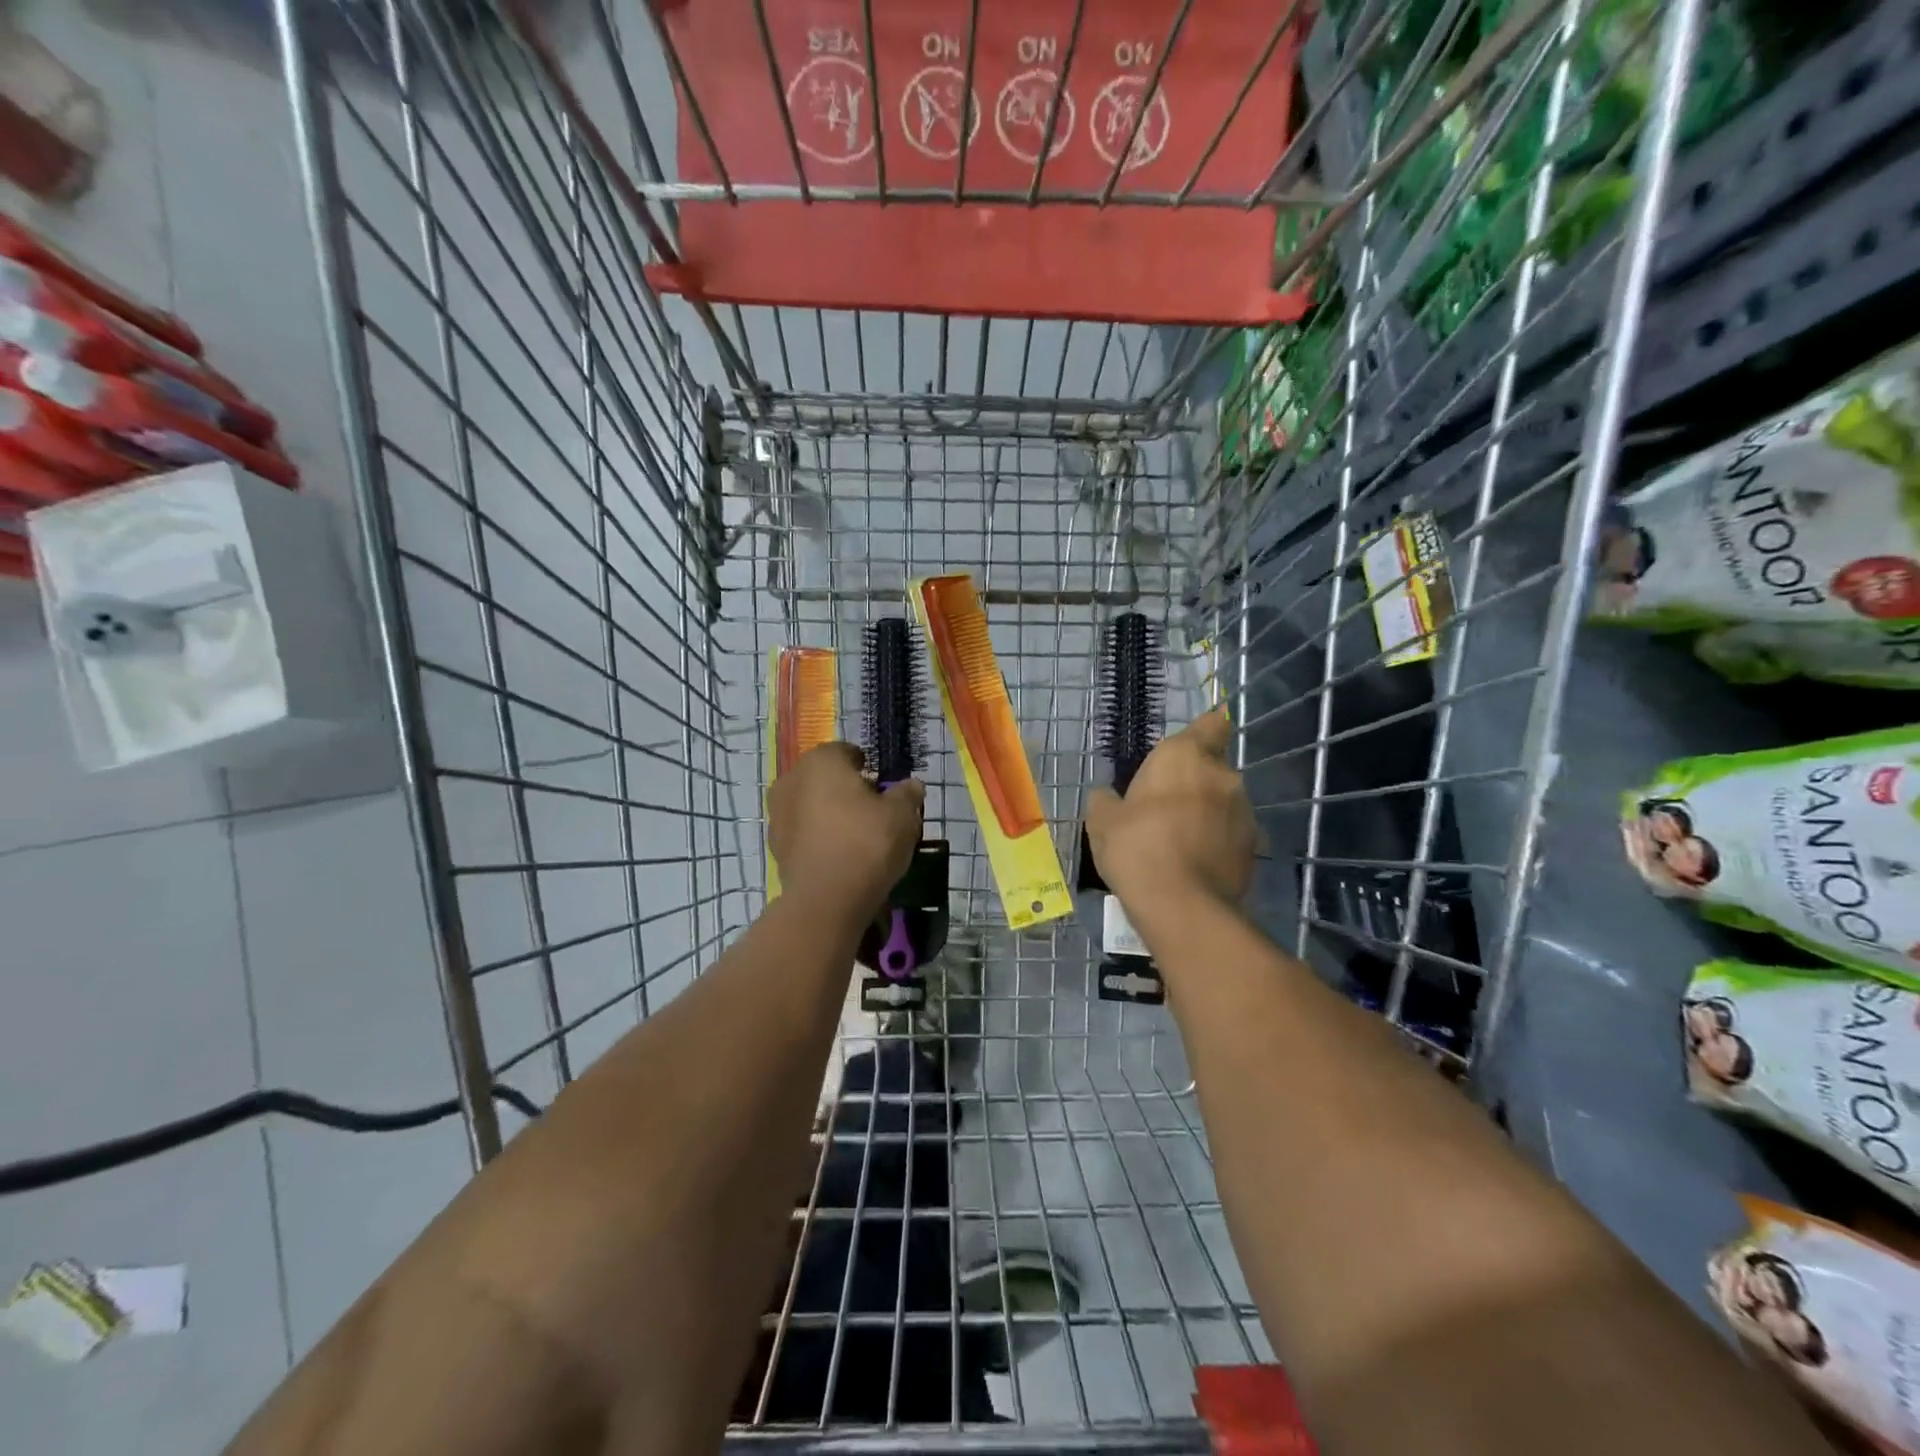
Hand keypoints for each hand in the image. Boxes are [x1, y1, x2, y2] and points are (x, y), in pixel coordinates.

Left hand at [769, 742, 924, 914]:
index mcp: (821, 761)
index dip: (868, 769)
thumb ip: (907, 794)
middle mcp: (792, 779)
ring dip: (830, 814)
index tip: (884, 789)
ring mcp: (778, 814)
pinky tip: (840, 855)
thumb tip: (911, 785)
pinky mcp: (775, 846)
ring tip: (857, 837)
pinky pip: (804, 832)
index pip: (847, 753)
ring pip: (812, 805)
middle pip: (826, 778)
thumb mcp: (902, 815)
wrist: (827, 900)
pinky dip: (819, 837)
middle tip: (873, 812)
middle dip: (846, 790)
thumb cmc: (866, 843)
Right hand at [1085, 707, 1254, 917]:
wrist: (1182, 906)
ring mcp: (1244, 811)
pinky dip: (1217, 840)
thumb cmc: (1136, 847)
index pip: (1211, 724)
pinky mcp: (1254, 846)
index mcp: (1184, 755)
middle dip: (1194, 782)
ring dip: (1207, 812)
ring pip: (1224, 801)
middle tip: (1164, 807)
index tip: (1185, 751)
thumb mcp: (1101, 821)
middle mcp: (1222, 775)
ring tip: (1179, 841)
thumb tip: (1108, 796)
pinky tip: (1194, 863)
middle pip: (1212, 767)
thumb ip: (1106, 800)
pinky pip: (1231, 833)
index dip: (1202, 732)